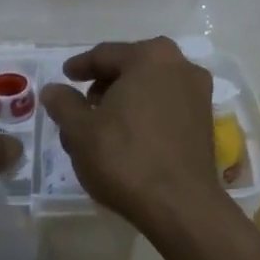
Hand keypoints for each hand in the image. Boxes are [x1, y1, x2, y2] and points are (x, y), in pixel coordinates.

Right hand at [40, 37, 222, 226]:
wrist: (180, 205)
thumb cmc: (125, 157)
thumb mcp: (80, 130)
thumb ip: (63, 104)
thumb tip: (54, 89)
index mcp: (151, 56)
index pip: (105, 54)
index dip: (80, 66)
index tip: (65, 76)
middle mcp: (181, 66)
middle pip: (132, 68)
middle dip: (106, 83)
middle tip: (82, 102)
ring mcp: (199, 95)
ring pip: (151, 88)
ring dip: (126, 100)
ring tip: (102, 124)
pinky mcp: (205, 123)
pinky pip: (167, 107)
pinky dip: (145, 114)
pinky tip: (128, 137)